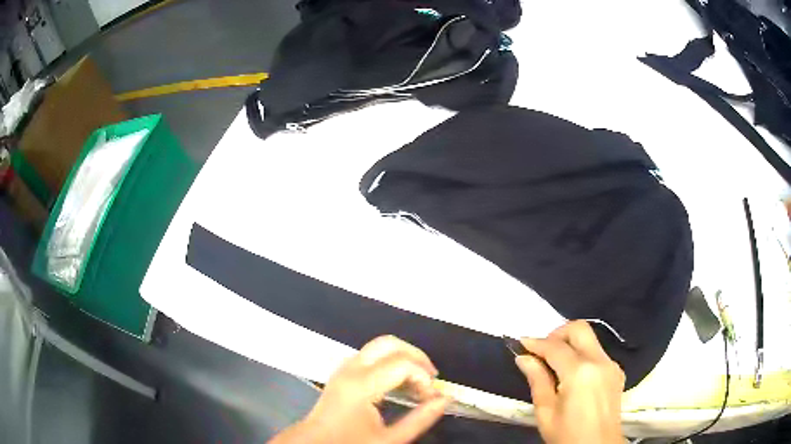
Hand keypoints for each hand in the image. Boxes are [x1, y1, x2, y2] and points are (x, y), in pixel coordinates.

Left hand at [270, 336, 449, 443]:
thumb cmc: (350, 443)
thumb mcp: (389, 439)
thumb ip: (420, 419)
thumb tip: (444, 400)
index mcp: (361, 385)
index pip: (402, 364)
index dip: (424, 377)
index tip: (432, 397)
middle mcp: (351, 369)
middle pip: (389, 343)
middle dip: (416, 356)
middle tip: (431, 378)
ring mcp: (343, 368)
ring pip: (379, 346)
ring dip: (403, 357)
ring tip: (418, 381)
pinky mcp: (342, 372)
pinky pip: (370, 355)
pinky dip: (389, 361)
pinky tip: (398, 382)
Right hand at [517, 320, 624, 443]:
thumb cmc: (567, 435)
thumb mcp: (545, 412)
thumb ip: (537, 380)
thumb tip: (524, 358)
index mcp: (580, 372)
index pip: (555, 347)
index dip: (536, 342)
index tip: (521, 343)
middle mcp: (600, 361)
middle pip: (579, 329)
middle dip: (557, 334)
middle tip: (541, 351)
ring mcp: (612, 365)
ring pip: (590, 339)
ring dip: (570, 345)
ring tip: (554, 365)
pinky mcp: (617, 372)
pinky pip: (597, 353)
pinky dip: (582, 355)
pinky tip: (572, 376)